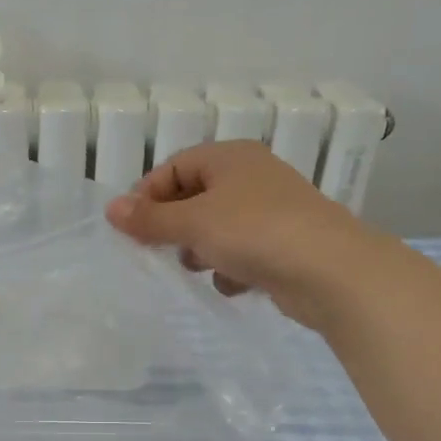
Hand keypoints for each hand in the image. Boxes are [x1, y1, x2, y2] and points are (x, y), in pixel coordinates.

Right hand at [105, 141, 361, 329]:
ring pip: (217, 229)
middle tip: (159, 250)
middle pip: (195, 197)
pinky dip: (231, 269)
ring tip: (199, 267)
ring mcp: (270, 212)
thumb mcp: (193, 222)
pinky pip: (242, 253)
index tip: (131, 228)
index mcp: (230, 158)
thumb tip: (110, 209)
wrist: (330, 271)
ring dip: (201, 250)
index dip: (148, 195)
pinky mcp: (283, 246)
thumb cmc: (254, 231)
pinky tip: (233, 283)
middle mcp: (252, 177)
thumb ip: (150, 218)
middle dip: (175, 227)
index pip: (174, 167)